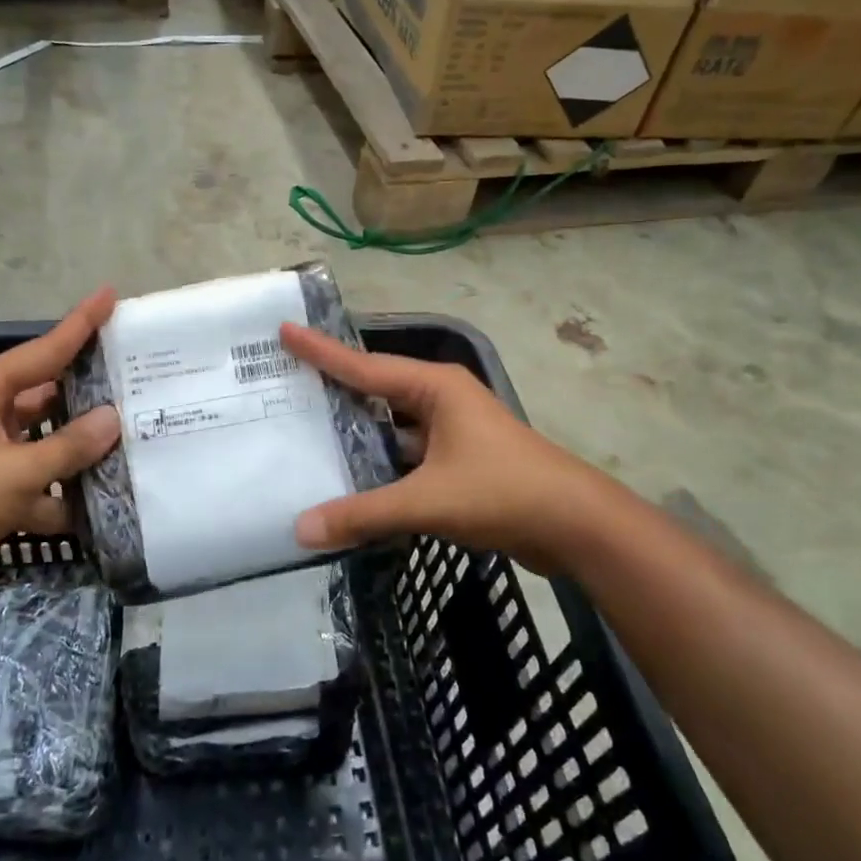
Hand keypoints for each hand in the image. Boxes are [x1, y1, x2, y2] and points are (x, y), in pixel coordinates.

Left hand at [0, 289, 121, 609]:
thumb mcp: (15, 471)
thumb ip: (68, 446)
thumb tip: (112, 419)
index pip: (45, 350)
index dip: (80, 323)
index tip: (111, 294)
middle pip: (50, 395)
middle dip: (91, 393)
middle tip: (140, 381)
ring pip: (49, 443)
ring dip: (82, 450)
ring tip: (137, 441)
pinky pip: (40, 483)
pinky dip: (65, 494)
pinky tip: (106, 502)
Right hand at [282, 323, 610, 575]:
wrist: (576, 525)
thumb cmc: (503, 492)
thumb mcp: (427, 501)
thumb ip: (363, 514)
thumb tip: (300, 530)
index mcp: (435, 387)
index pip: (364, 365)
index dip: (320, 351)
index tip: (284, 330)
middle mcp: (441, 399)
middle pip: (375, 389)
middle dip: (333, 388)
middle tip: (284, 383)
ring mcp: (453, 430)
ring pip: (391, 425)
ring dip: (356, 432)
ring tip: (305, 432)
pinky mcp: (459, 460)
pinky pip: (406, 454)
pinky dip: (379, 463)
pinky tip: (350, 477)